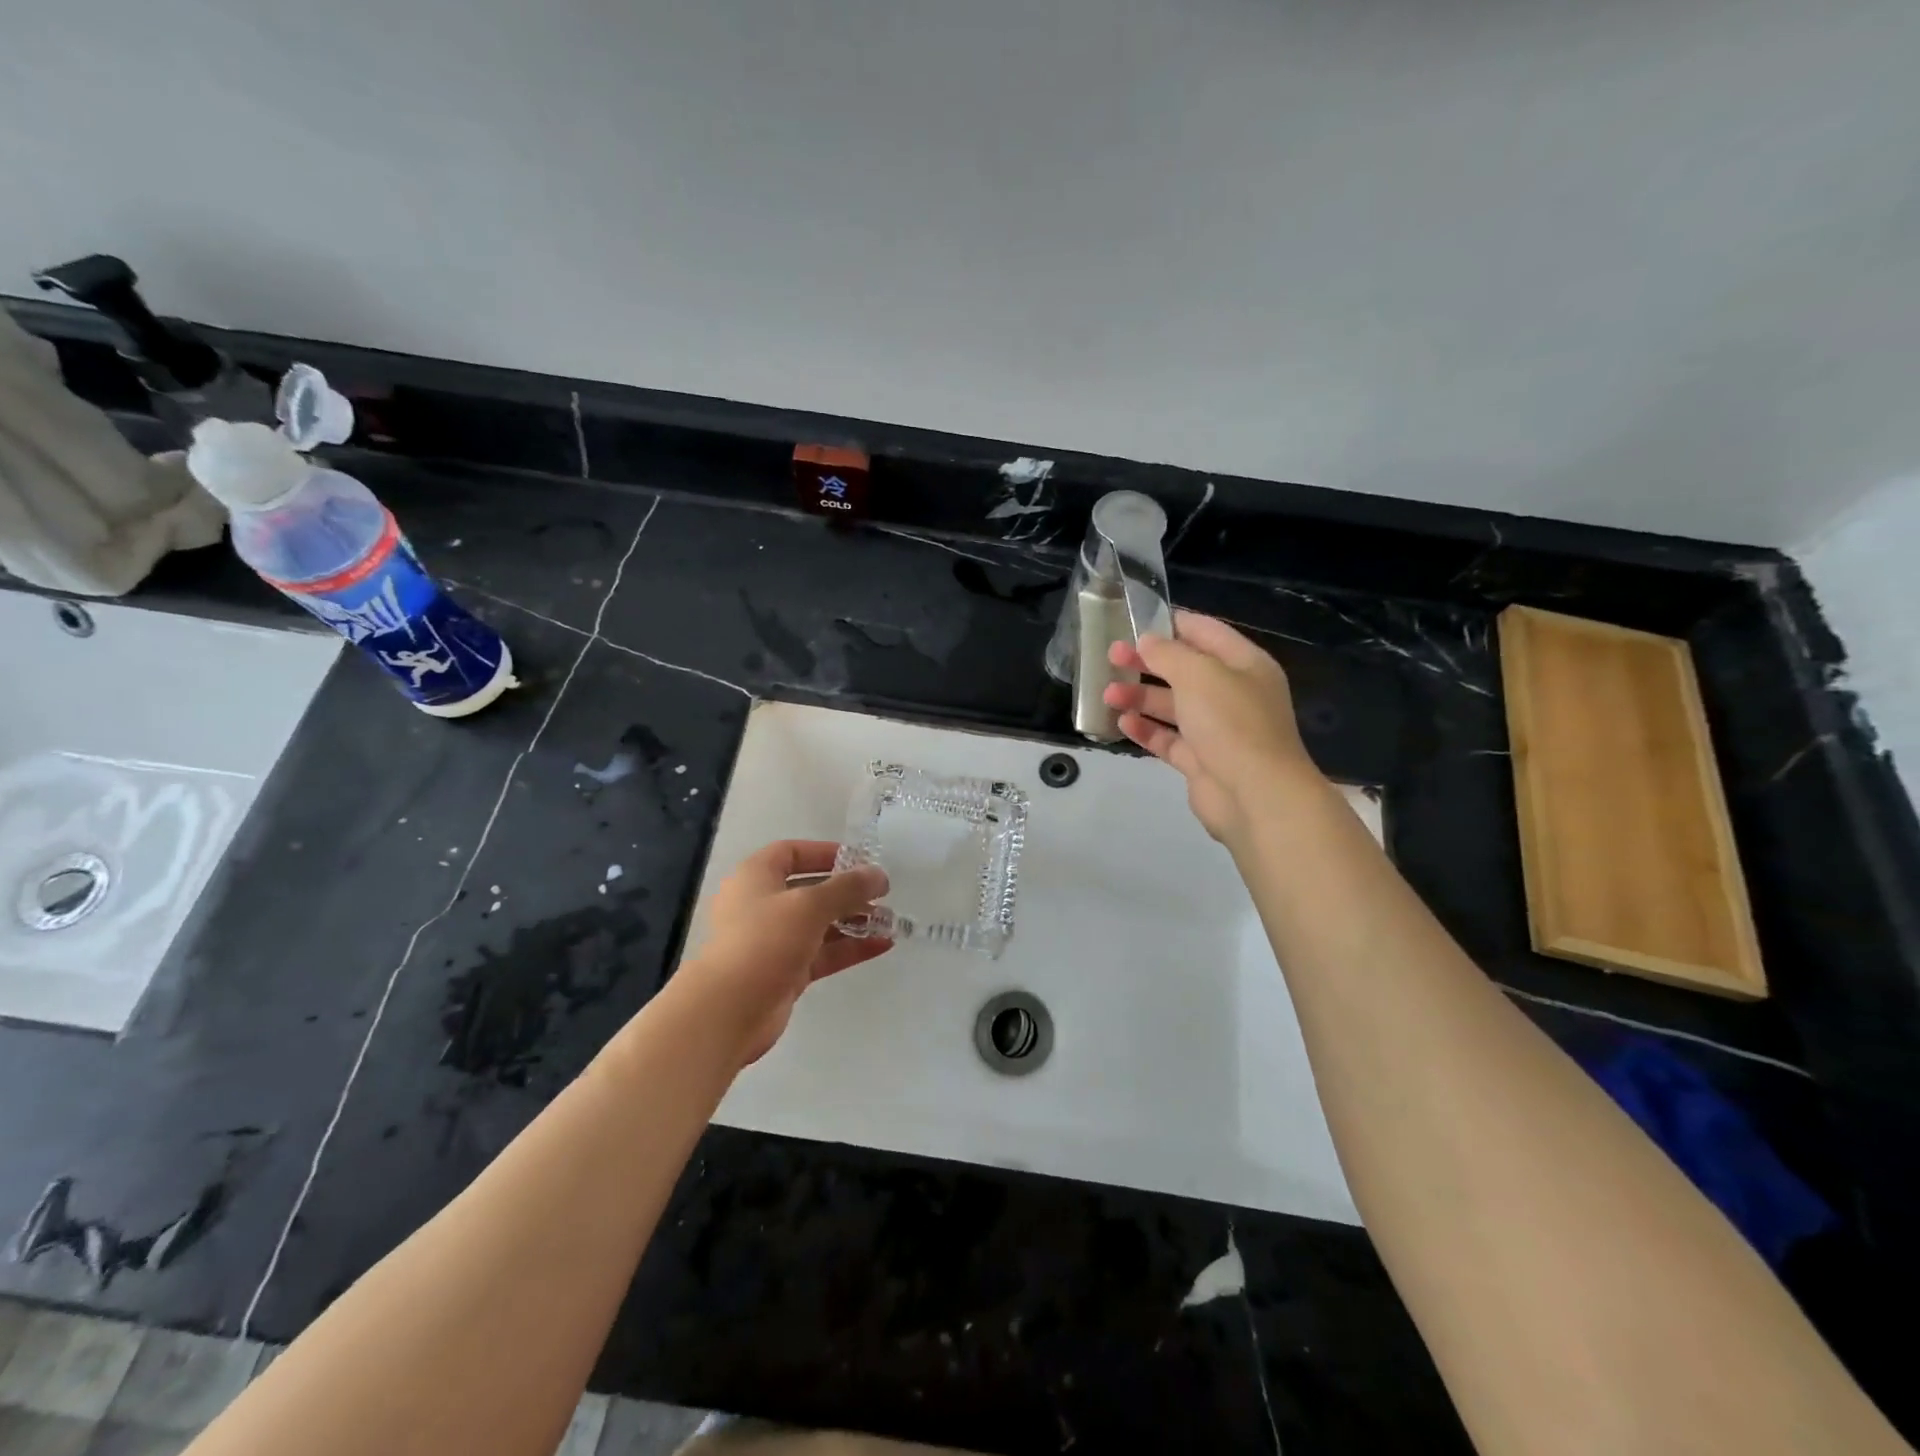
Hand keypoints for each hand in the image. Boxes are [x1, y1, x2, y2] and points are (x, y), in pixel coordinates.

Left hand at [680, 840, 891, 1066]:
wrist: (728, 1011)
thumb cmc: (764, 941)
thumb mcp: (810, 905)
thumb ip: (848, 887)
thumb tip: (879, 875)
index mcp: (755, 877)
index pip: (792, 852)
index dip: (825, 853)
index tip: (859, 860)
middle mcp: (762, 905)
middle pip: (809, 889)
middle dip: (847, 891)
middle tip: (882, 894)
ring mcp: (773, 941)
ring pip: (819, 924)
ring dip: (853, 921)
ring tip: (889, 921)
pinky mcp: (785, 972)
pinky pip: (822, 953)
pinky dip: (849, 948)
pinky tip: (881, 945)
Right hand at [1103, 610, 1321, 844]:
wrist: (1255, 796)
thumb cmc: (1231, 723)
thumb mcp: (1198, 674)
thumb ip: (1168, 653)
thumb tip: (1147, 641)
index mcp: (1245, 664)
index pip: (1206, 632)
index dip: (1172, 623)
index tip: (1135, 620)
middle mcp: (1233, 694)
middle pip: (1185, 670)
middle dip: (1148, 662)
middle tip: (1112, 656)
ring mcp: (1218, 730)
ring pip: (1173, 706)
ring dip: (1140, 697)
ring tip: (1107, 694)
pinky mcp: (1201, 761)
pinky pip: (1169, 739)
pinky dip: (1146, 730)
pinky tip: (1122, 723)